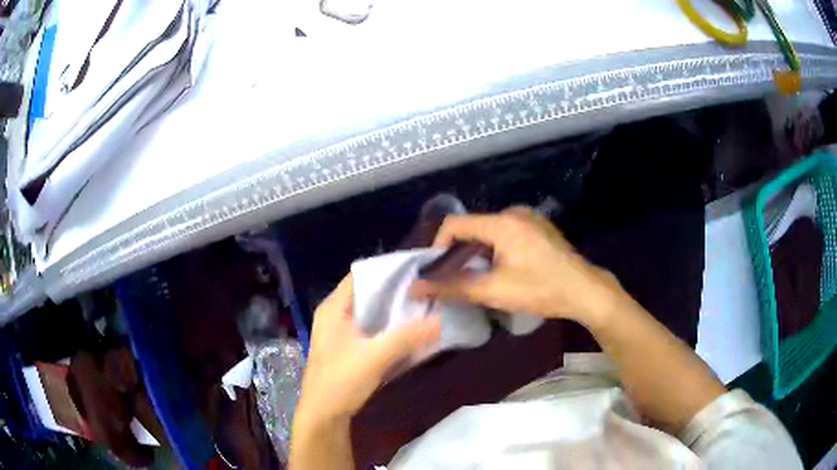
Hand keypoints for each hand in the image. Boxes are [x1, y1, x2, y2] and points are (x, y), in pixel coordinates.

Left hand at [296, 275, 440, 424]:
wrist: (323, 414)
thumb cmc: (341, 380)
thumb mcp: (375, 357)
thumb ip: (407, 337)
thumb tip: (441, 320)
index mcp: (333, 308)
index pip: (361, 275)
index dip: (387, 270)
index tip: (416, 269)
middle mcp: (335, 314)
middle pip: (368, 293)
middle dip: (395, 292)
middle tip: (426, 289)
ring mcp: (340, 332)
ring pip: (371, 312)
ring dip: (393, 311)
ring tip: (423, 305)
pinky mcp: (348, 347)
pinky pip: (371, 329)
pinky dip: (388, 327)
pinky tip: (409, 330)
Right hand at [412, 207, 620, 323]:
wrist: (585, 291)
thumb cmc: (540, 290)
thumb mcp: (494, 291)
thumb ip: (453, 287)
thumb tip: (416, 287)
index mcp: (502, 222)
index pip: (454, 225)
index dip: (438, 247)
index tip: (439, 273)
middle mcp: (514, 212)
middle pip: (472, 227)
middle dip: (460, 253)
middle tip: (459, 279)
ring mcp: (529, 218)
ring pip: (489, 231)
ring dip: (478, 253)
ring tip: (481, 277)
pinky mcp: (539, 227)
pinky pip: (506, 233)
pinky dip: (496, 249)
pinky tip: (505, 269)